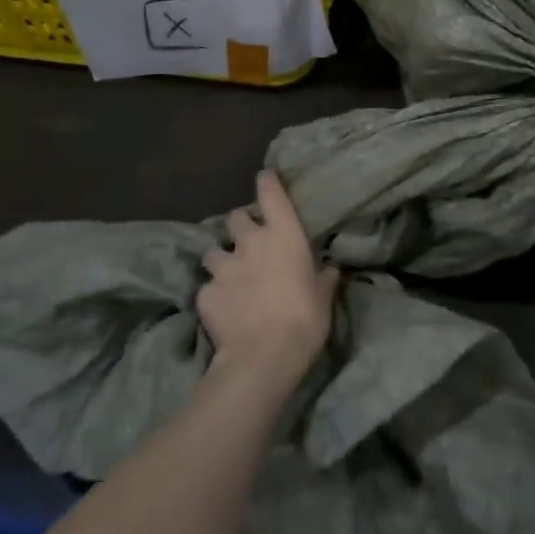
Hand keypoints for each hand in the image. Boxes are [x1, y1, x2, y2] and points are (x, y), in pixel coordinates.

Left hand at [201, 171, 338, 389]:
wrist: (263, 356)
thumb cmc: (305, 318)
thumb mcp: (324, 296)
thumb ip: (324, 277)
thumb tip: (330, 268)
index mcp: (283, 235)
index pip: (271, 194)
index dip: (267, 183)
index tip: (265, 177)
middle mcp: (250, 242)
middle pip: (236, 217)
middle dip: (240, 225)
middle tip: (249, 240)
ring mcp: (224, 266)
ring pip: (214, 250)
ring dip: (222, 258)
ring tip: (229, 274)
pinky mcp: (204, 293)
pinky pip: (207, 286)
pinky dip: (214, 293)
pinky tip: (222, 308)